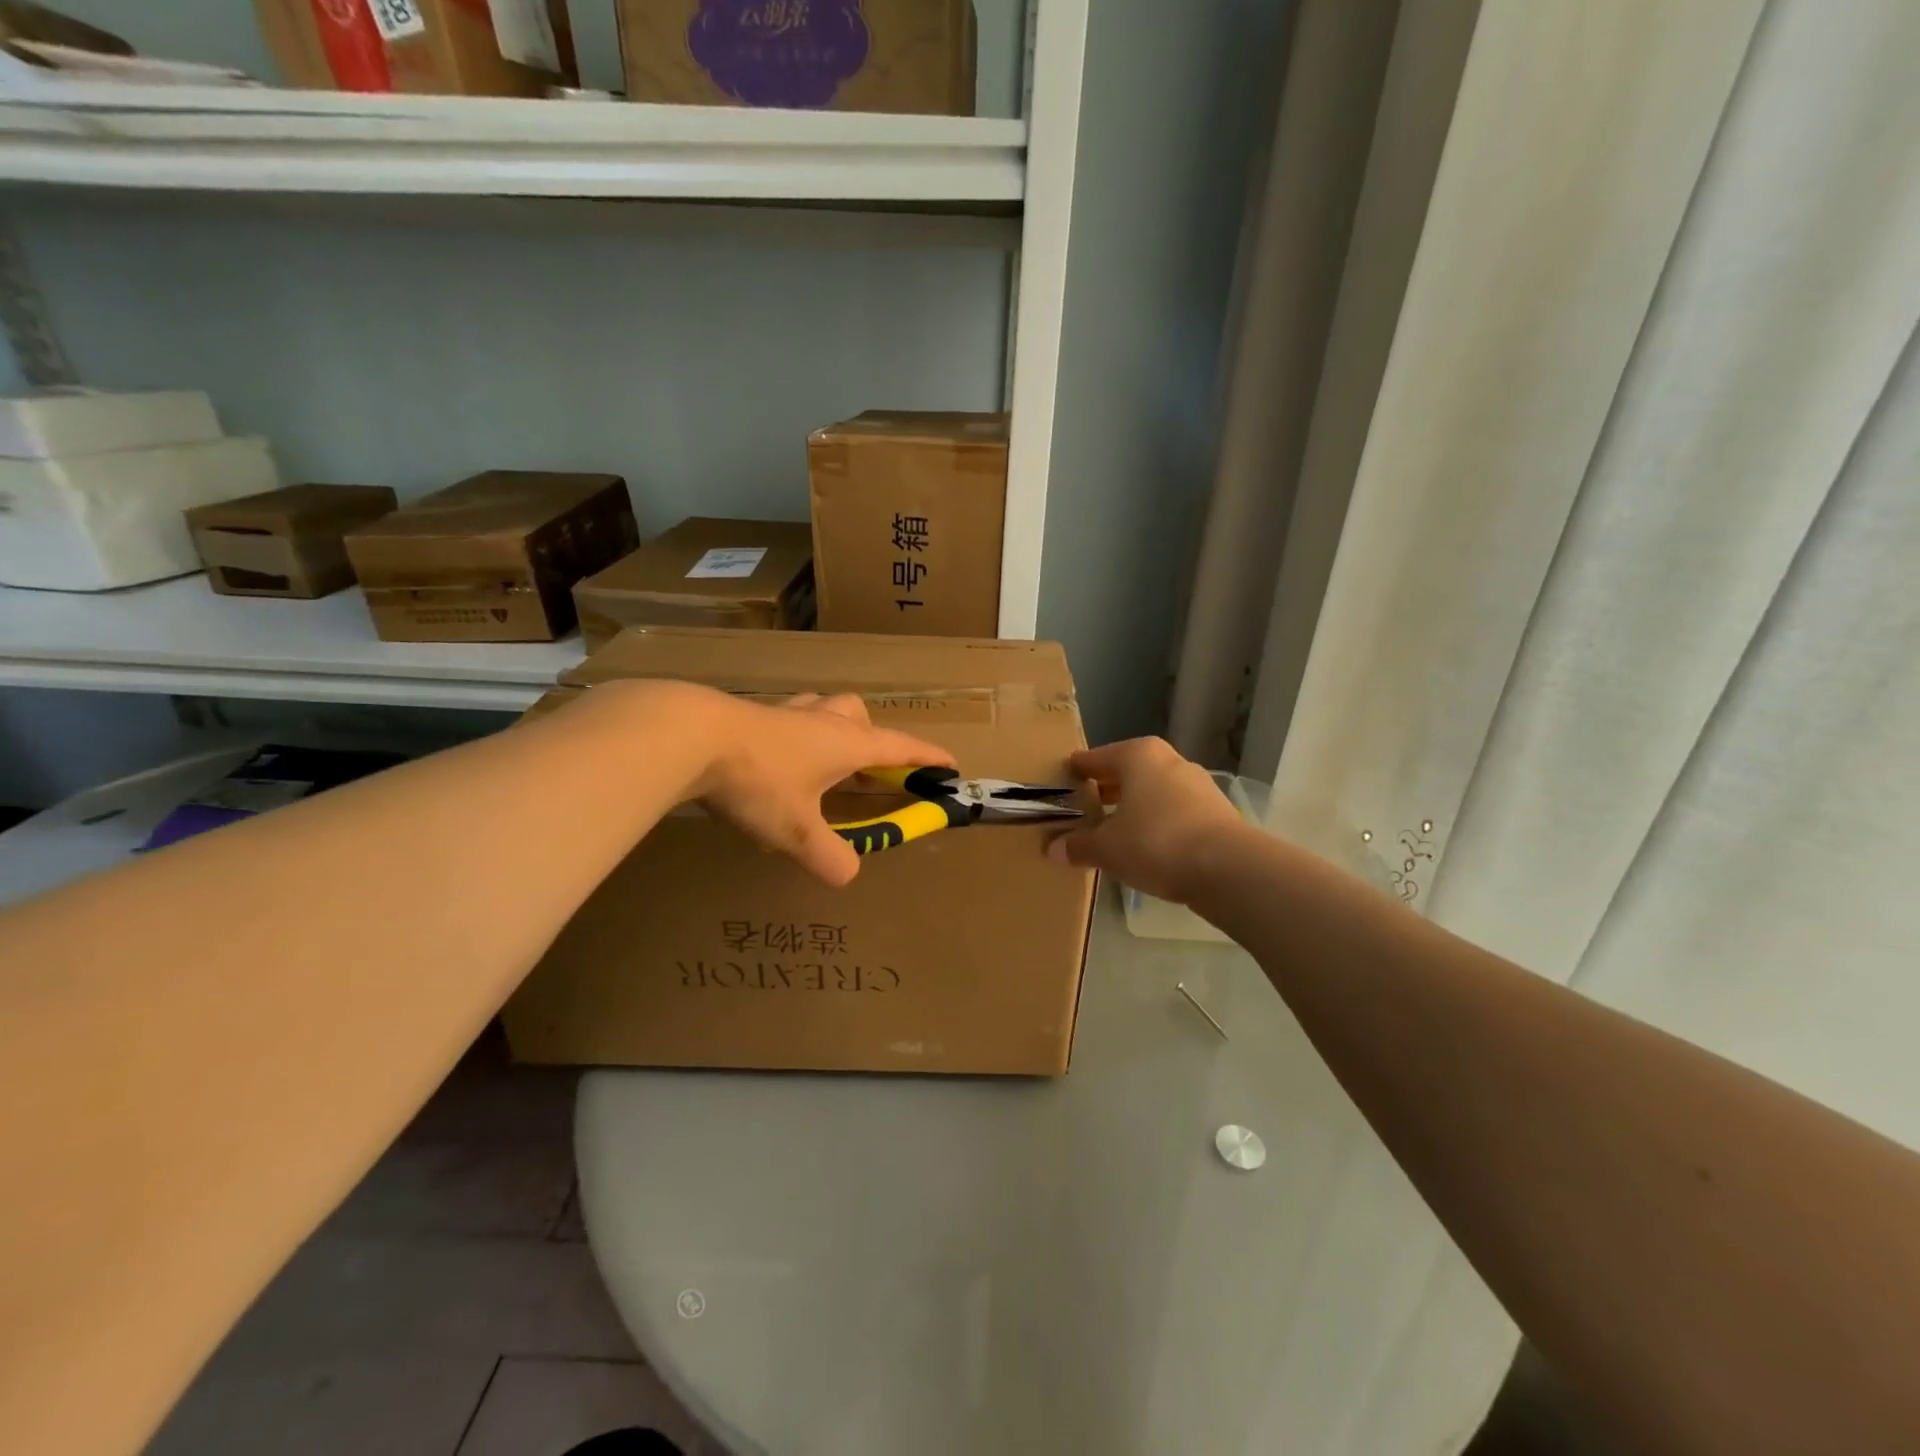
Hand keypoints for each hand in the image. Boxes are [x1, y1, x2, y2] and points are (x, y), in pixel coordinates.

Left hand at [697, 689, 954, 887]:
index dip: (926, 756)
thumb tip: (848, 874)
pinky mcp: (752, 714)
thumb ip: (828, 855)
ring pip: (822, 709)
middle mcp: (822, 720)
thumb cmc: (758, 780)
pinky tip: (773, 759)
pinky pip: (787, 718)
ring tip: (821, 761)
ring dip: (833, 729)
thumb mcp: (796, 829)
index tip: (949, 762)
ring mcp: (785, 713)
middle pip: (859, 715)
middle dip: (872, 737)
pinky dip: (794, 735)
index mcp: (846, 743)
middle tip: (864, 768)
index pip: (899, 746)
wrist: (690, 736)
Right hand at [1046, 737, 1244, 903]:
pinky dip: (1157, 822)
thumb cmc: (1155, 842)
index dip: (1079, 770)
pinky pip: (1174, 811)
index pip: (1097, 757)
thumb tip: (1053, 849)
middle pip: (1128, 771)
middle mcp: (1169, 761)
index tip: (1064, 777)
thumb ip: (1079, 846)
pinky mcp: (1216, 812)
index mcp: (1138, 756)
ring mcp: (1198, 785)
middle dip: (1107, 787)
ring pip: (1154, 791)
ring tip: (1114, 828)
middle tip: (1085, 805)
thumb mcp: (1106, 848)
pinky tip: (1146, 844)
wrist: (1228, 868)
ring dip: (1134, 806)